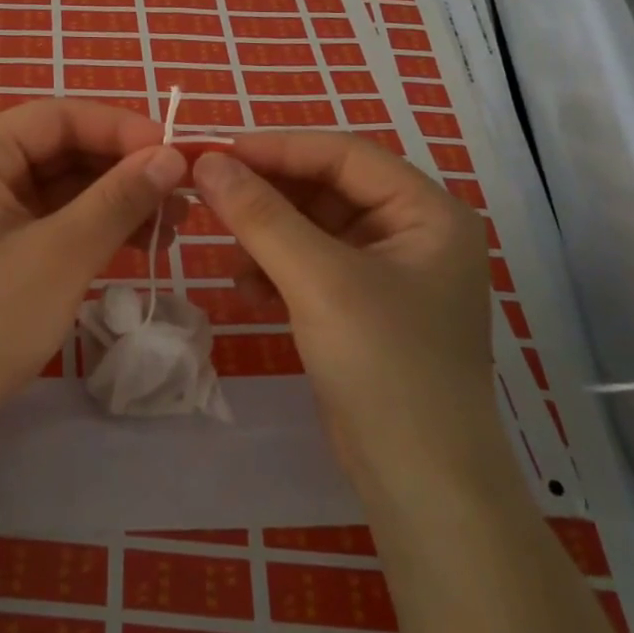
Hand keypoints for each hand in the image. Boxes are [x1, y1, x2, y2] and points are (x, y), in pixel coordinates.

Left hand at [0, 99, 187, 424]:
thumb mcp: (61, 255)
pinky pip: (53, 218)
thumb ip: (118, 199)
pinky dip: (95, 226)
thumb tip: (171, 156)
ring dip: (116, 200)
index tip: (174, 152)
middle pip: (61, 149)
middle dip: (123, 168)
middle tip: (182, 193)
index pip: (57, 117)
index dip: (120, 128)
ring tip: (173, 224)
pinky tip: (139, 243)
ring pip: (63, 186)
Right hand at [191, 133, 499, 478]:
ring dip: (267, 235)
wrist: (421, 484)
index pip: (344, 154)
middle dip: (268, 195)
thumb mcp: (318, 281)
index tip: (215, 152)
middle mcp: (413, 232)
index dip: (277, 148)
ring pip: (313, 227)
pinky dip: (276, 270)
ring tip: (228, 254)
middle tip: (207, 194)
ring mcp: (389, 273)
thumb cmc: (385, 367)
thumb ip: (261, 215)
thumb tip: (207, 162)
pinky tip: (247, 290)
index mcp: (427, 212)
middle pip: (327, 189)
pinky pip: (311, 265)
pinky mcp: (363, 308)